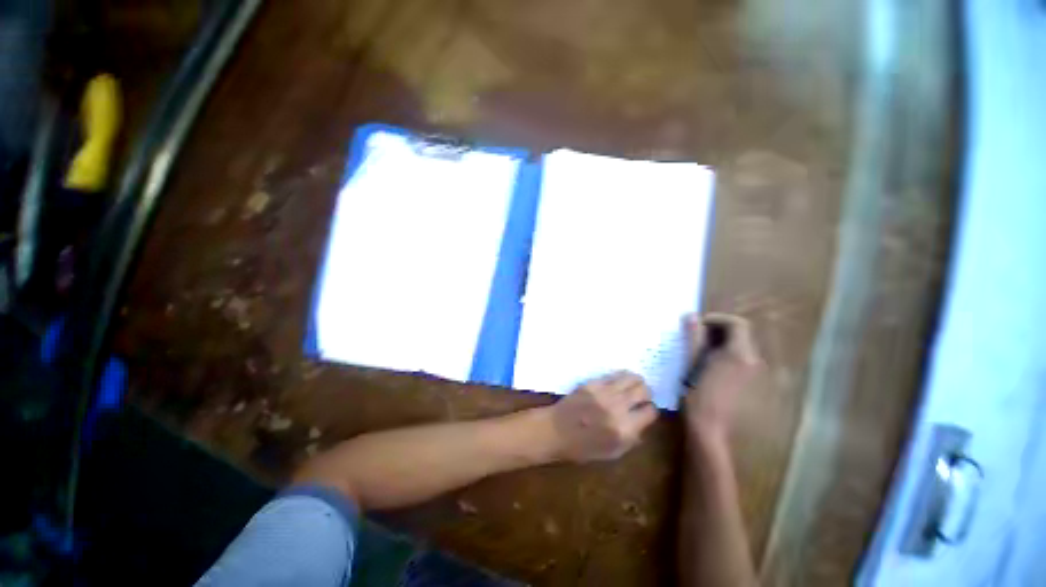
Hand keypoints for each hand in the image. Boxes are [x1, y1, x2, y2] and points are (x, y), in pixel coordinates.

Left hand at [546, 371, 658, 462]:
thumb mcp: (612, 453)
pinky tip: (618, 383)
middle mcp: (617, 408)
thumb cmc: (582, 448)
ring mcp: (604, 393)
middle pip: (644, 390)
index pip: (651, 412)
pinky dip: (620, 378)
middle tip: (641, 397)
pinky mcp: (592, 383)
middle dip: (646, 394)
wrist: (555, 431)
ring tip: (632, 387)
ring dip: (635, 382)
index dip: (650, 411)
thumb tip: (642, 425)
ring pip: (631, 378)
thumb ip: (631, 439)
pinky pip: (614, 375)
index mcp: (624, 429)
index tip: (645, 411)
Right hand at [683, 313, 761, 442]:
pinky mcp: (753, 384)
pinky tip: (711, 367)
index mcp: (740, 354)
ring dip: (723, 342)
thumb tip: (691, 315)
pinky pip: (743, 360)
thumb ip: (694, 337)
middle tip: (697, 337)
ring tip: (701, 351)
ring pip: (743, 347)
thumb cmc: (697, 394)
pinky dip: (728, 355)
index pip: (738, 323)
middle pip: (742, 334)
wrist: (711, 428)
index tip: (699, 324)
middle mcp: (754, 361)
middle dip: (719, 330)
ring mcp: (756, 374)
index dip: (718, 319)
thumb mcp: (692, 362)